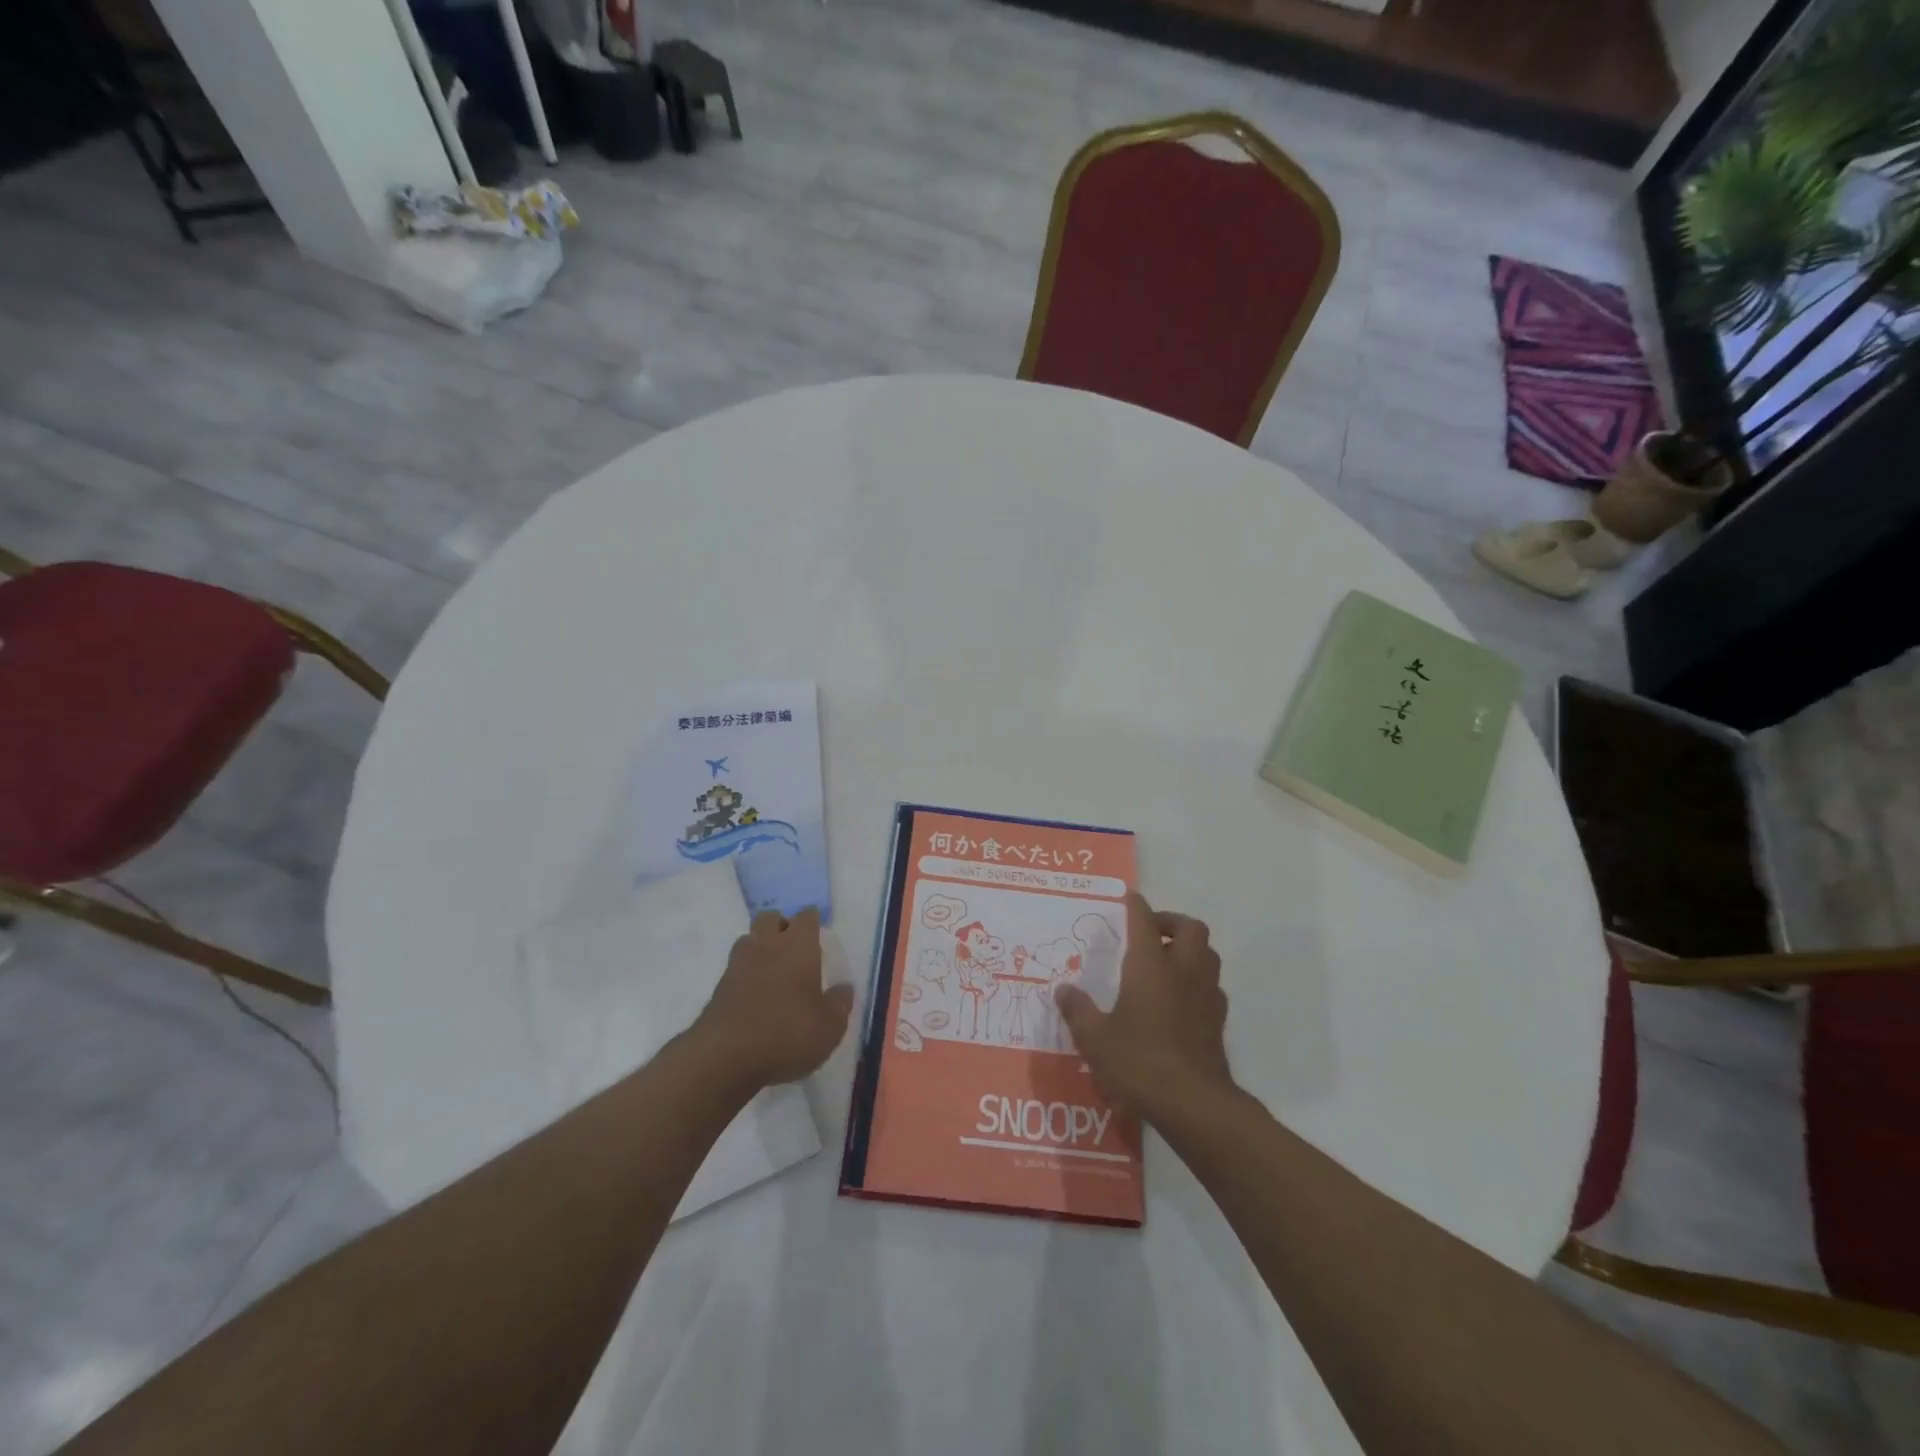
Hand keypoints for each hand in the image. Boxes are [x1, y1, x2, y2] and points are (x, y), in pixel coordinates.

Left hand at [693, 907, 853, 1087]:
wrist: (724, 1057)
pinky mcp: (718, 988)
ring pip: (749, 939)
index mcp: (798, 946)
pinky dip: (746, 974)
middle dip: (782, 925)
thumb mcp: (830, 1026)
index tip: (818, 932)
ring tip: (772, 970)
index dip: (813, 921)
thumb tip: (843, 988)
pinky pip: (735, 968)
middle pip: (770, 918)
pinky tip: (755, 995)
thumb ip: (840, 1003)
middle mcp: (767, 945)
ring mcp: (738, 965)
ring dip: (760, 947)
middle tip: (794, 948)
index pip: (806, 916)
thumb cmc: (787, 1033)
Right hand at [1053, 892, 1233, 1122]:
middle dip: (1171, 922)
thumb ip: (1078, 1010)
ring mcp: (1206, 994)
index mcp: (1150, 965)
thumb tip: (1062, 990)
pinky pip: (1211, 985)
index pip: (1145, 921)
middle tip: (1150, 933)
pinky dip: (1197, 981)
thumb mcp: (1095, 1038)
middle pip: (1190, 928)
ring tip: (1165, 963)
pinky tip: (1179, 1000)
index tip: (1129, 897)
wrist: (1194, 1103)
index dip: (1136, 906)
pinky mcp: (1218, 1020)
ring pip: (1207, 954)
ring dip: (1189, 949)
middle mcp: (1183, 970)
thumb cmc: (1139, 1062)